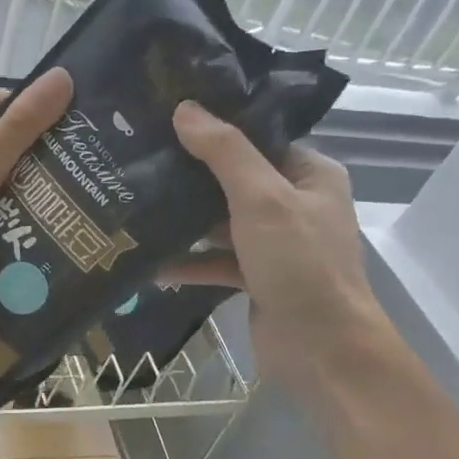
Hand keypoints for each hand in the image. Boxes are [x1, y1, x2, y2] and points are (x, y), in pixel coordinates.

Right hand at [166, 101, 384, 391]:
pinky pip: (217, 261)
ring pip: (222, 223)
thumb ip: (225, 152)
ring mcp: (275, 244)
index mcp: (309, 174)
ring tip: (136, 208)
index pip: (258, 139)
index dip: (215, 129)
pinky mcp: (257, 278)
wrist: (322, 349)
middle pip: (234, 180)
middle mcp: (294, 204)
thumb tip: (186, 109)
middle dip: (190, 176)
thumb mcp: (261, 199)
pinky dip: (190, 262)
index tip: (167, 119)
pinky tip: (152, 265)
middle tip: (140, 159)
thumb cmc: (299, 264)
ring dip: (185, 222)